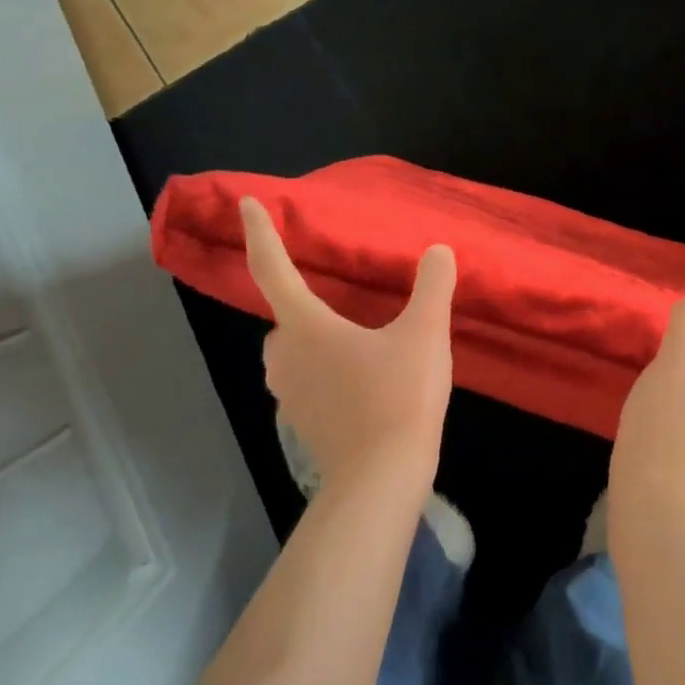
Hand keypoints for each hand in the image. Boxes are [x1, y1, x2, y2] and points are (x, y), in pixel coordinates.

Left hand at [240, 197, 455, 496]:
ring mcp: (291, 395)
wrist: (382, 480)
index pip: (273, 268)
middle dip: (299, 299)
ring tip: (350, 335)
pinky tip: (358, 377)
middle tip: (333, 292)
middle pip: (283, 316)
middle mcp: (286, 356)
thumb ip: (432, 287)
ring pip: (291, 351)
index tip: (246, 205)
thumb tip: (438, 252)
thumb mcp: (425, 334)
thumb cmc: (397, 397)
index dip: (260, 233)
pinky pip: (305, 381)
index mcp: (306, 326)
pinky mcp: (304, 423)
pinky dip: (323, 369)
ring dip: (311, 337)